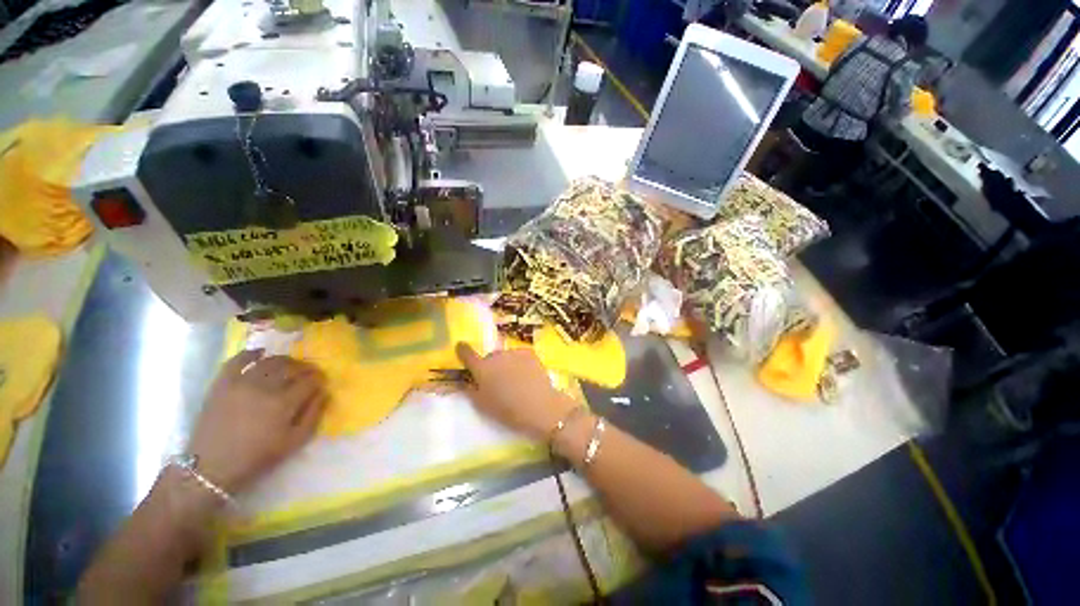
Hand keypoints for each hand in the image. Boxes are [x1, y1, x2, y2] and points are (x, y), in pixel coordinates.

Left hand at [186, 350, 327, 492]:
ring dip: (284, 360)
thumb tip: (324, 392)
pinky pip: (237, 360)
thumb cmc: (257, 457)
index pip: (310, 381)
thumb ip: (313, 415)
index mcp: (284, 404)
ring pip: (269, 361)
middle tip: (309, 372)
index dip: (319, 378)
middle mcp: (265, 388)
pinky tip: (260, 353)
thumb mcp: (294, 442)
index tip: (322, 381)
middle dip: (305, 367)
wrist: (212, 467)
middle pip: (292, 367)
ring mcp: (241, 384)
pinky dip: (251, 353)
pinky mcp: (222, 384)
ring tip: (289, 365)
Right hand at [456, 343, 576, 440]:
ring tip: (516, 380)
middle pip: (490, 358)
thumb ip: (471, 391)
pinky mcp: (529, 352)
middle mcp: (496, 356)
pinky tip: (527, 375)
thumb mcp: (483, 406)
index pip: (467, 354)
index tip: (461, 347)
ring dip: (506, 364)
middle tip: (498, 382)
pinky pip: (519, 355)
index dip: (463, 350)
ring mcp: (514, 352)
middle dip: (491, 366)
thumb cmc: (508, 410)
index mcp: (482, 369)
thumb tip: (465, 382)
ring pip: (505, 356)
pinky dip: (520, 362)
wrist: (540, 406)